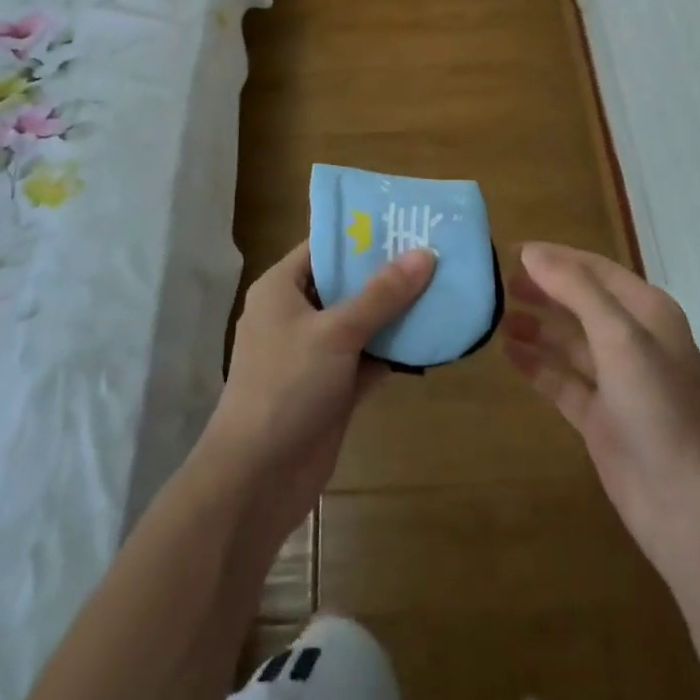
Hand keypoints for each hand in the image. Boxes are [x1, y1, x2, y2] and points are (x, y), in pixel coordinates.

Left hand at [197, 240, 435, 535]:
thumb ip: (381, 294)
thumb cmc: (286, 386)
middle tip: (434, 250)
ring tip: (442, 285)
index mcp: (281, 287)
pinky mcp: (332, 388)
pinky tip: (432, 336)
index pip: (324, 246)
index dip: (361, 233)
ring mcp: (315, 353)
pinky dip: (395, 349)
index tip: (404, 220)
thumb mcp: (336, 332)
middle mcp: (296, 314)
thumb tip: (423, 253)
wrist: (257, 479)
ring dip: (396, 311)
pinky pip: (368, 357)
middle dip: (387, 271)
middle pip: (346, 282)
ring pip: (361, 321)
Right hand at [503, 242, 699, 586]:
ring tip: (496, 317)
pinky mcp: (601, 417)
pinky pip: (562, 379)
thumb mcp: (618, 336)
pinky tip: (508, 354)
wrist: (685, 507)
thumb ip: (575, 288)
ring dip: (536, 326)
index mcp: (648, 312)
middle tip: (498, 284)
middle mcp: (634, 340)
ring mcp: (617, 381)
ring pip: (569, 341)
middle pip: (580, 302)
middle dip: (542, 290)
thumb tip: (531, 252)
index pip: (594, 268)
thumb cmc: (657, 407)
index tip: (510, 251)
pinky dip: (537, 365)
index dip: (554, 257)